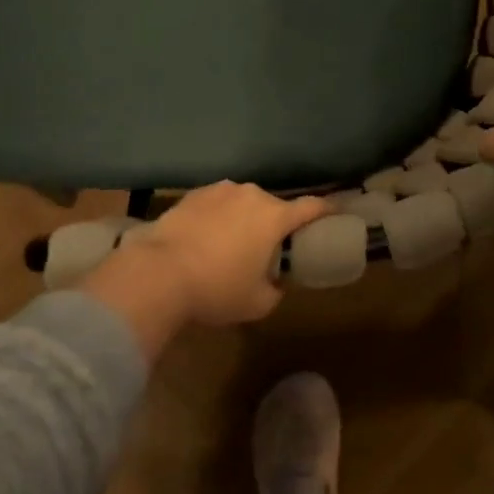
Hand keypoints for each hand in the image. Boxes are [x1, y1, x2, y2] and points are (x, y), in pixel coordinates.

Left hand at [81, 182, 329, 356]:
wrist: (158, 273)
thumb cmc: (217, 289)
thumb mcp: (257, 303)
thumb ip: (276, 290)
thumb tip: (275, 284)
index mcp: (274, 216)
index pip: (311, 206)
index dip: (326, 209)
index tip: (334, 213)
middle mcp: (251, 195)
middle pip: (273, 206)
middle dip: (274, 223)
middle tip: (268, 247)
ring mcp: (219, 191)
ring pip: (242, 202)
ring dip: (243, 218)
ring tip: (231, 243)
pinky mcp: (192, 194)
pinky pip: (215, 204)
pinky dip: (217, 217)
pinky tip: (205, 238)